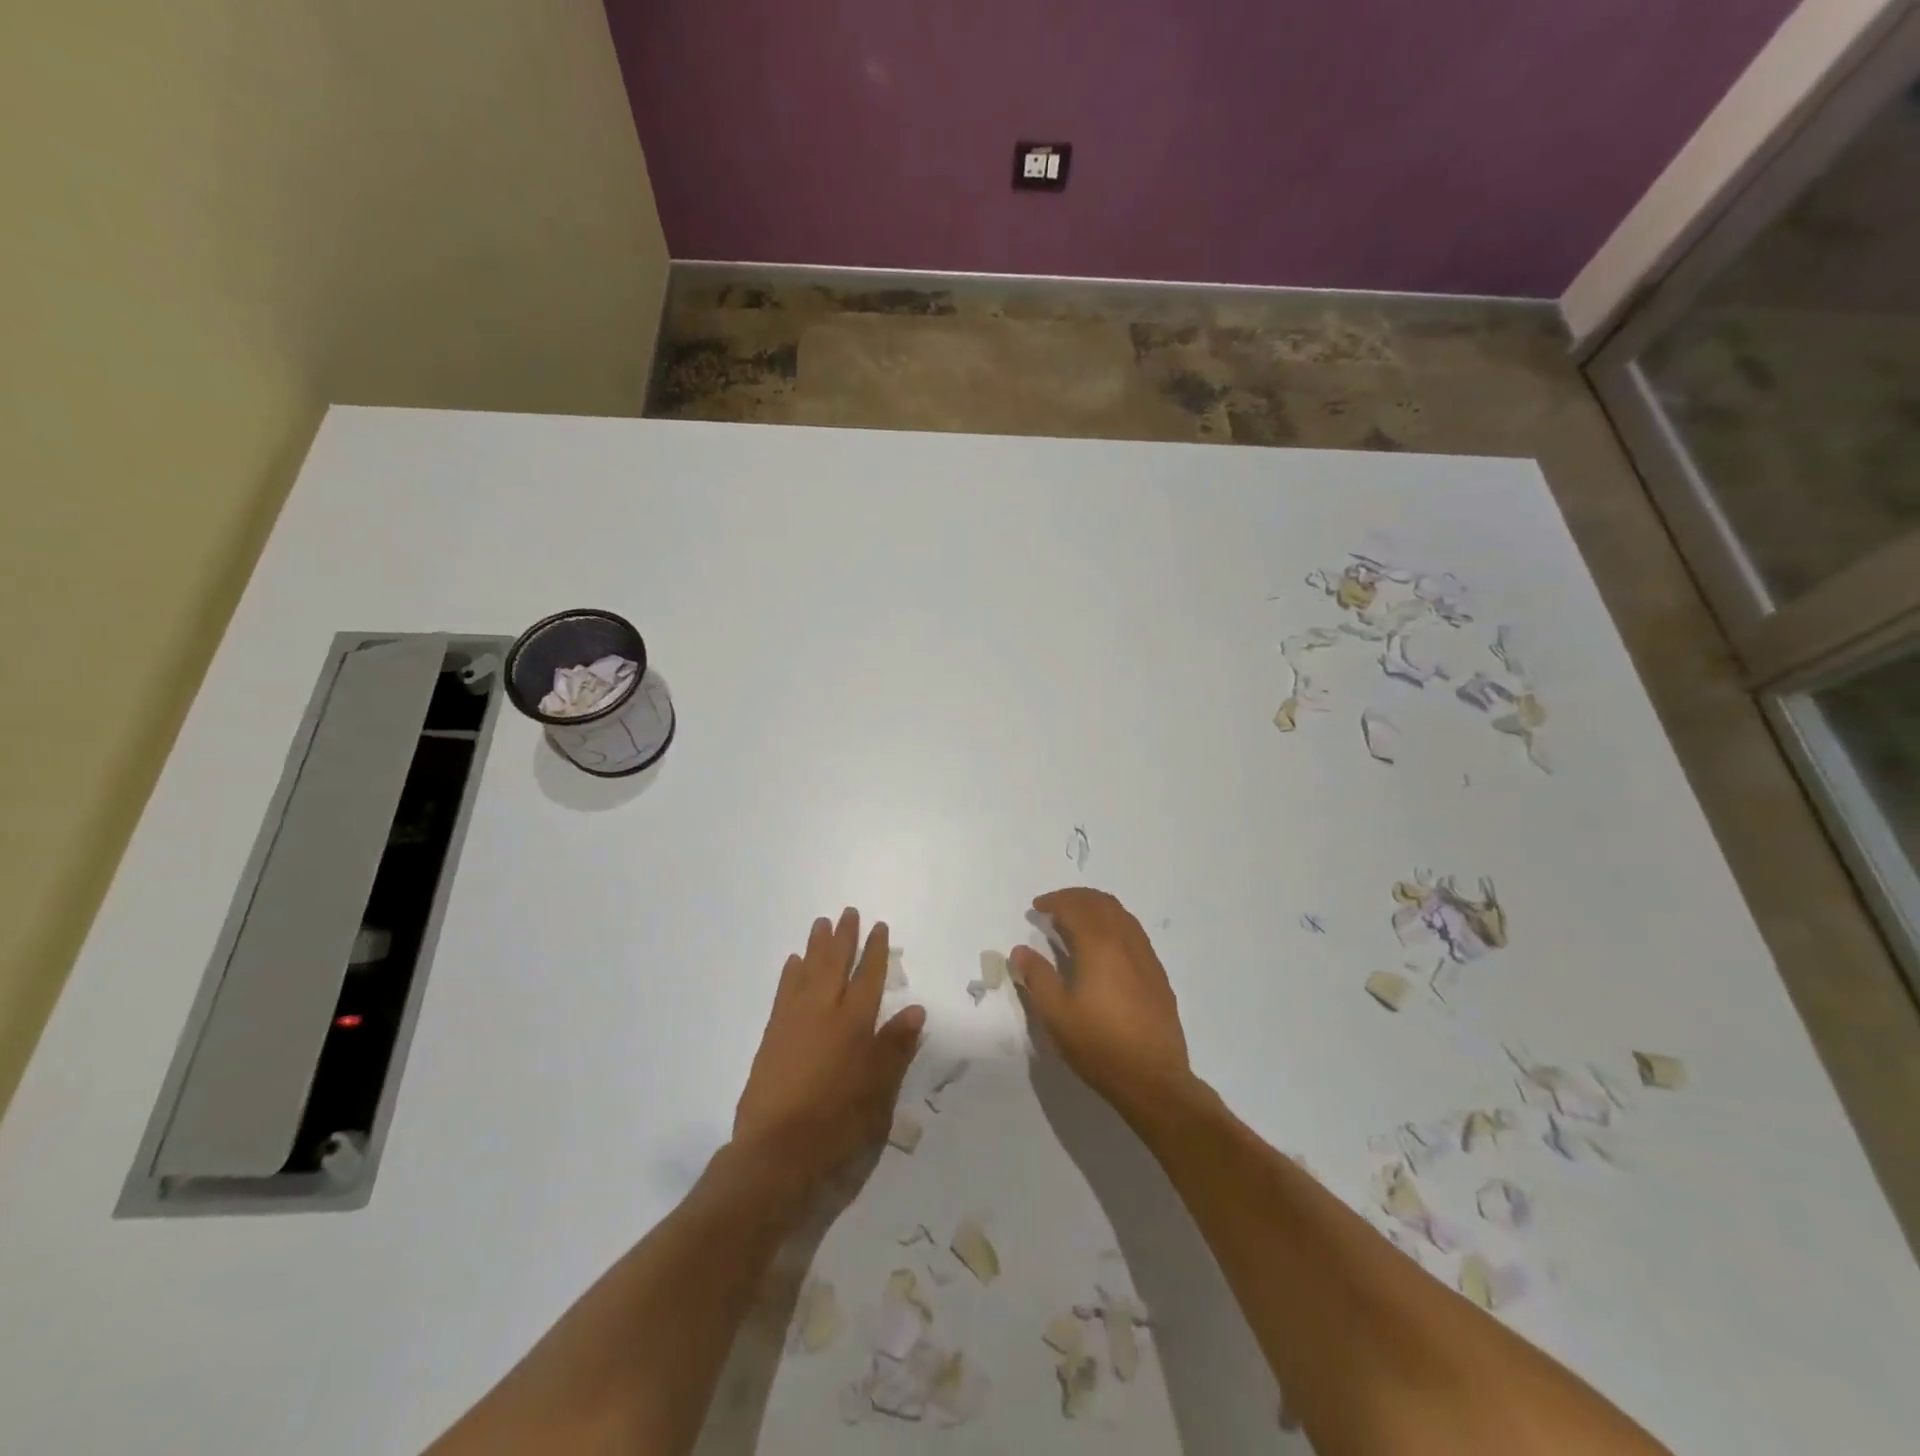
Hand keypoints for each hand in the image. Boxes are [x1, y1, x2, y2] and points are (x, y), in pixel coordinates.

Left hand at [733, 909, 924, 1190]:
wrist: (776, 1153)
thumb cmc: (837, 1124)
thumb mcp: (879, 1091)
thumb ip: (895, 1048)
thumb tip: (915, 1009)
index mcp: (854, 1024)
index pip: (868, 977)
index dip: (875, 951)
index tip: (878, 927)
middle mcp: (823, 1013)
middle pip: (835, 965)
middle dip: (844, 938)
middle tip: (847, 912)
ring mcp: (793, 1022)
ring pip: (807, 972)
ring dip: (816, 947)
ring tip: (821, 923)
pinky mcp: (772, 1037)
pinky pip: (784, 992)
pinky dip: (790, 973)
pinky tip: (793, 962)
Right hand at [1009, 888, 1191, 1119]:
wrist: (1153, 1079)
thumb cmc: (1098, 1045)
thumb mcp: (1056, 1014)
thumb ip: (1036, 976)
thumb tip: (1020, 950)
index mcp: (1099, 946)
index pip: (1076, 907)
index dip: (1054, 901)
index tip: (1037, 907)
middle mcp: (1126, 942)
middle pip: (1102, 903)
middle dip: (1076, 898)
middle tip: (1055, 907)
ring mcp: (1146, 957)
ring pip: (1122, 915)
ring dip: (1097, 908)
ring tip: (1077, 921)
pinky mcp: (1158, 975)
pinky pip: (1134, 933)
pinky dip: (1114, 924)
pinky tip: (1104, 947)